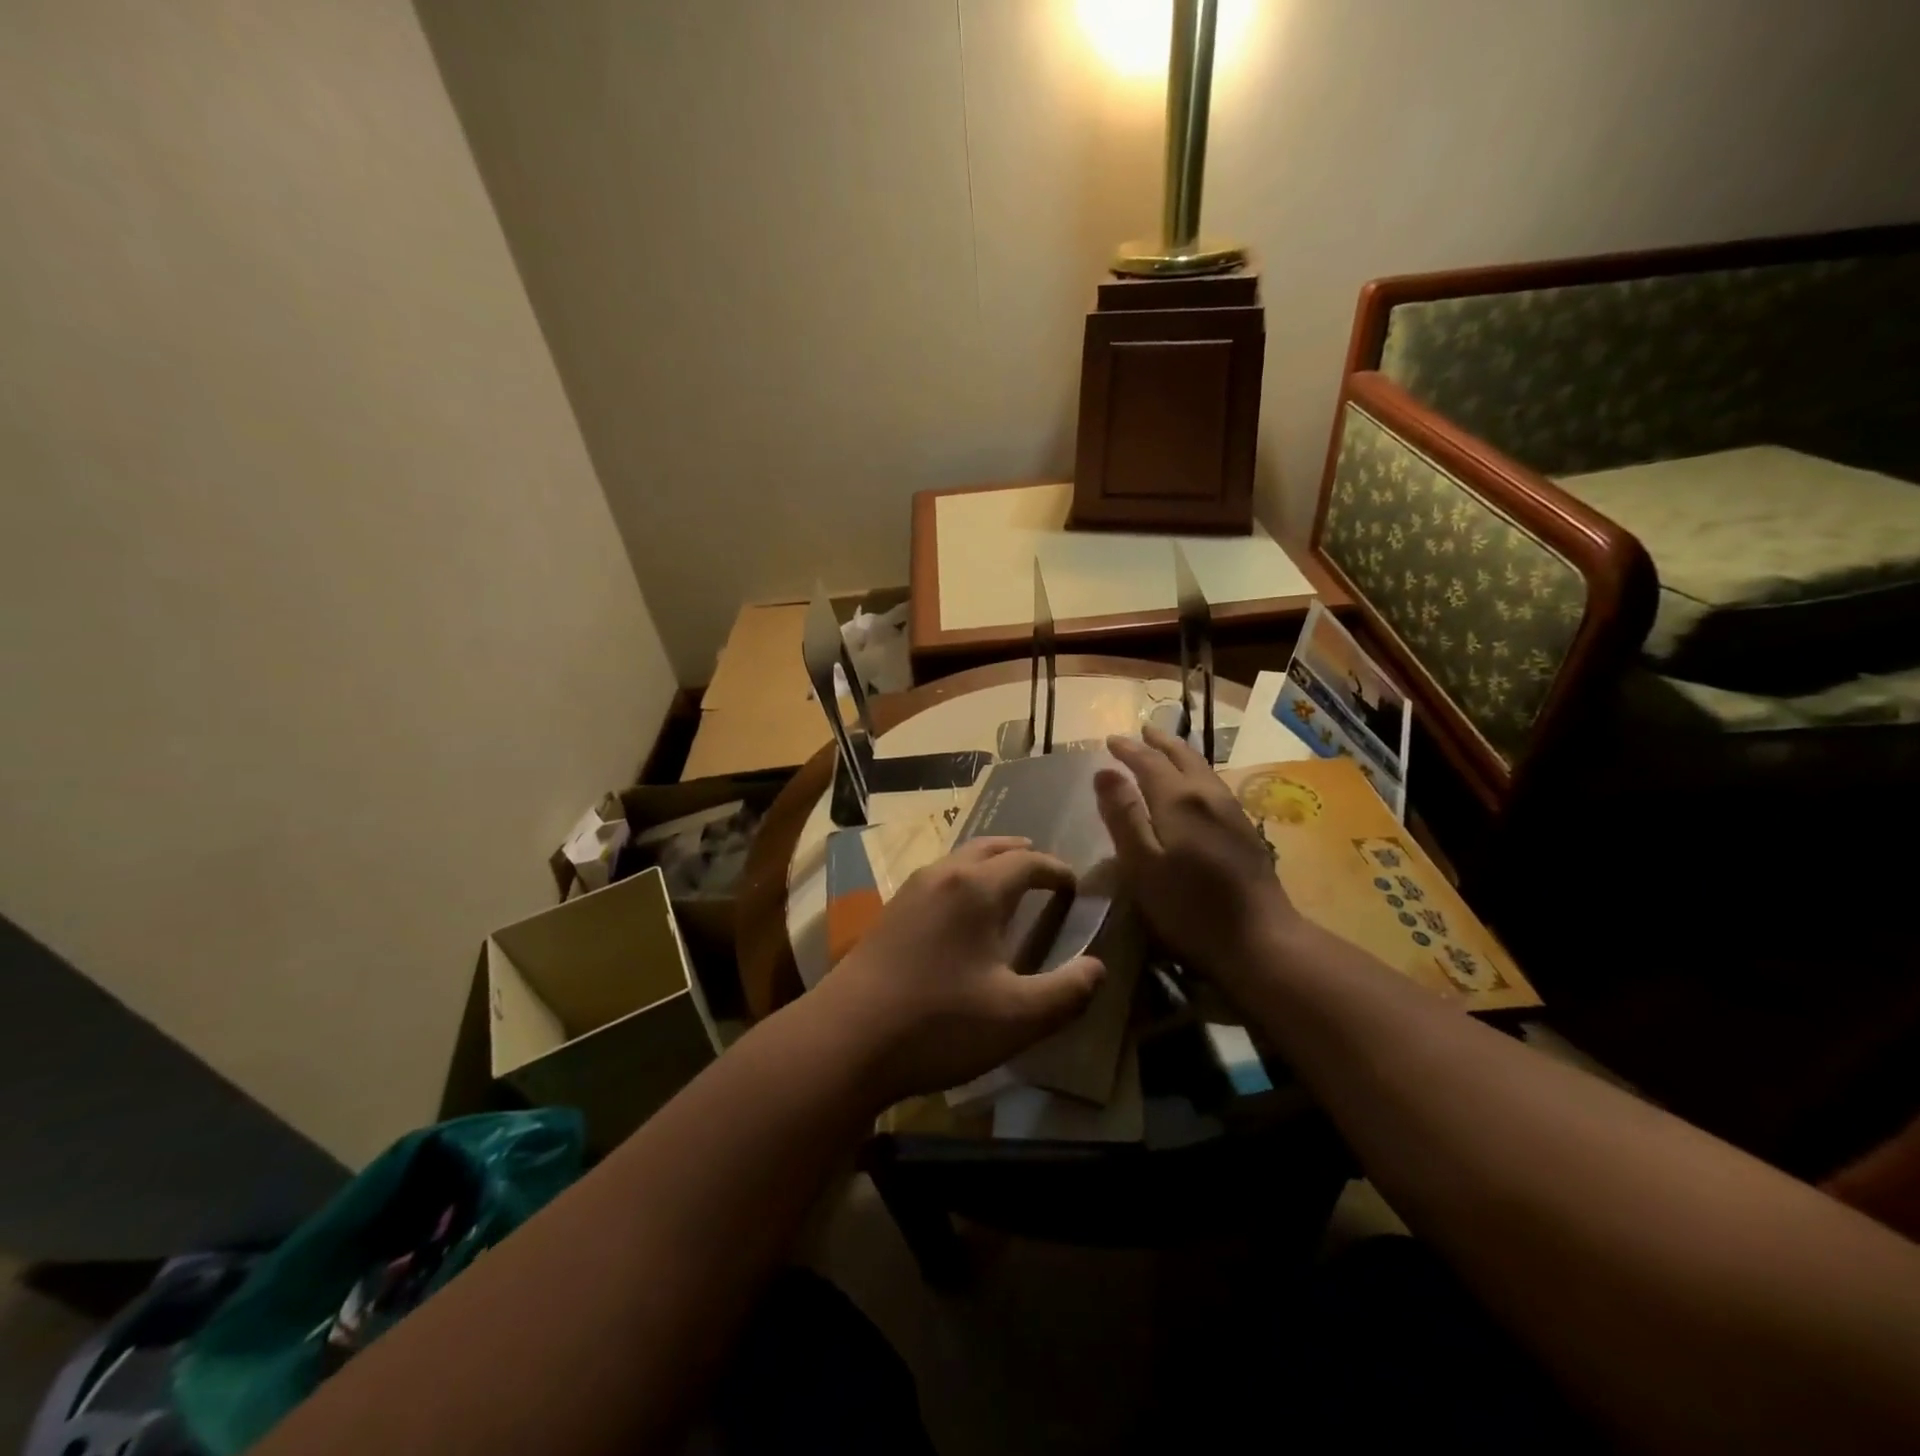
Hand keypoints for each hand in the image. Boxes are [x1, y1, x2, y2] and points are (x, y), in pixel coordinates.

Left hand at [816, 837, 1106, 1101]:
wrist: (845, 1039)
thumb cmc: (939, 1024)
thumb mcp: (1018, 1018)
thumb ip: (1067, 992)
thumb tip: (1098, 968)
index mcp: (978, 888)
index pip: (1029, 861)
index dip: (1057, 870)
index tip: (1074, 887)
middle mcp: (944, 875)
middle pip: (991, 848)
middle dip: (1022, 855)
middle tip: (1044, 874)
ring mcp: (911, 890)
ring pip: (960, 860)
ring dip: (990, 865)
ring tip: (1007, 888)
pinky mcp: (890, 912)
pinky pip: (939, 878)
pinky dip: (963, 880)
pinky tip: (963, 916)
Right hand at [1094, 725, 1299, 1001]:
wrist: (1261, 940)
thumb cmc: (1190, 908)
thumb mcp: (1142, 865)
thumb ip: (1123, 816)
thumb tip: (1104, 772)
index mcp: (1179, 800)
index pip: (1149, 762)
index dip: (1128, 750)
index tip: (1111, 739)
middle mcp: (1208, 795)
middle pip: (1182, 757)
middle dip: (1159, 742)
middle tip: (1142, 732)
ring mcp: (1232, 812)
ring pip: (1202, 769)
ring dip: (1180, 754)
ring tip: (1165, 751)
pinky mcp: (1245, 831)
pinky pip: (1214, 785)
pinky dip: (1196, 774)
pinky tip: (1195, 788)